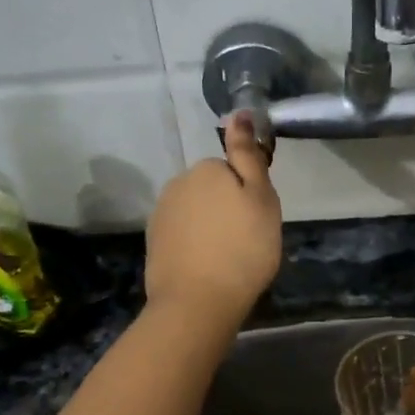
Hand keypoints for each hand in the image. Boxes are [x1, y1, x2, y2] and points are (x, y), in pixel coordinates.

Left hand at [144, 113, 282, 329]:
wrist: (198, 302)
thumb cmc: (243, 249)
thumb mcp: (261, 198)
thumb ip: (248, 154)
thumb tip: (239, 112)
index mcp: (206, 169)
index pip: (233, 170)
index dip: (248, 194)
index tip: (256, 220)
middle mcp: (178, 184)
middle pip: (212, 191)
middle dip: (226, 209)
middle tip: (245, 241)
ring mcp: (161, 214)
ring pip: (195, 214)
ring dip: (210, 229)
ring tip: (226, 259)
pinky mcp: (154, 243)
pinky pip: (182, 236)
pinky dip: (194, 247)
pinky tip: (205, 268)